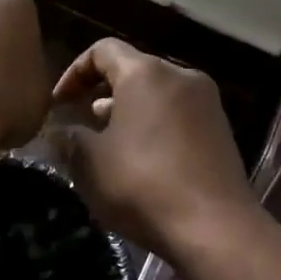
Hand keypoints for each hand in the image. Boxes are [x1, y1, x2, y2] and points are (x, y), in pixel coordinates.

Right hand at [50, 38, 259, 257]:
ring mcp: (206, 103)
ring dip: (128, 112)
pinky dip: (154, 126)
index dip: (74, 72)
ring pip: (157, 94)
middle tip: (81, 124)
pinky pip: (177, 115)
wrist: (216, 229)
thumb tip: (60, 131)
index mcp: (145, 72)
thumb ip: (69, 138)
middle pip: (132, 70)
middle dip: (101, 93)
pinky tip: (141, 160)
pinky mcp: (221, 130)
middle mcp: (180, 76)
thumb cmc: (143, 185)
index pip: (102, 50)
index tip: (59, 104)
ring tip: (108, 145)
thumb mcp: (90, 163)